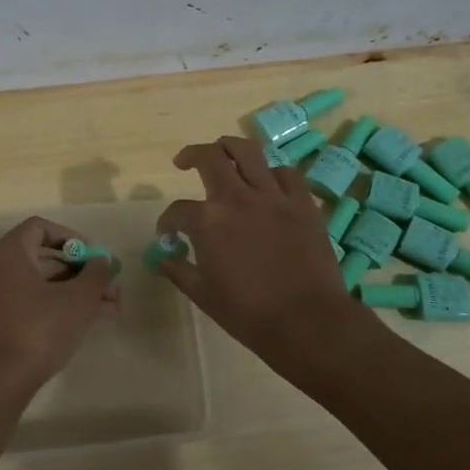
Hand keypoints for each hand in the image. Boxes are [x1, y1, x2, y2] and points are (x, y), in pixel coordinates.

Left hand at [0, 216, 119, 402]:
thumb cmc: (37, 330)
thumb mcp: (77, 300)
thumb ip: (96, 274)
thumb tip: (104, 260)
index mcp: (9, 252)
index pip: (41, 228)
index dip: (73, 238)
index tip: (96, 257)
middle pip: (45, 259)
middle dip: (83, 272)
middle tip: (112, 286)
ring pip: (43, 285)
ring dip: (77, 292)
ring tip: (112, 308)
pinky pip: (32, 303)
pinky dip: (59, 307)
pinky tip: (91, 321)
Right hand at [155, 136, 360, 361]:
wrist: (307, 321)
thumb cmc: (248, 313)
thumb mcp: (203, 294)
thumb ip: (178, 270)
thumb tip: (162, 257)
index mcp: (207, 221)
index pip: (177, 210)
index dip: (167, 221)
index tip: (167, 233)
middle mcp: (237, 197)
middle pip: (209, 158)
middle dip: (191, 155)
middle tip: (184, 162)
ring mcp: (273, 196)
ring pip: (248, 151)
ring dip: (229, 147)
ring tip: (223, 153)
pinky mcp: (302, 203)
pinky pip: (286, 173)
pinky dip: (272, 173)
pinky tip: (267, 182)